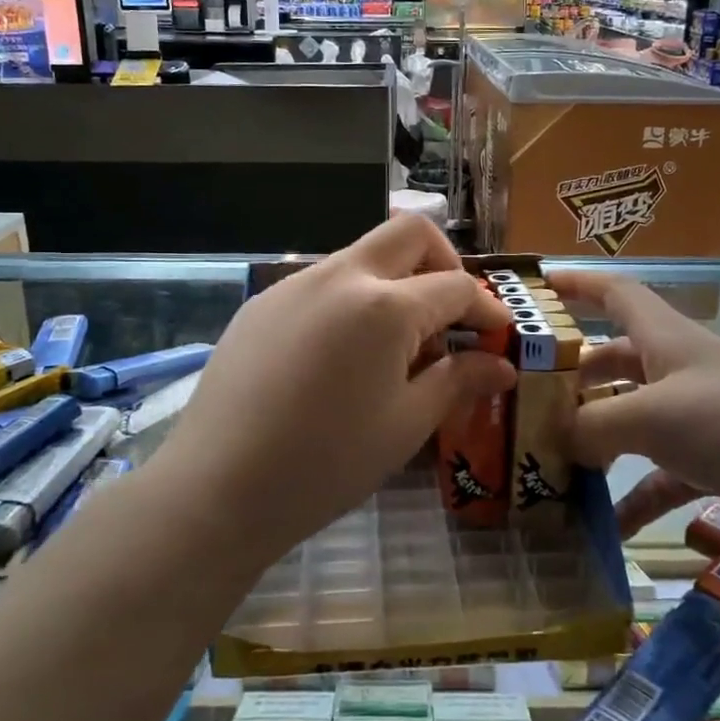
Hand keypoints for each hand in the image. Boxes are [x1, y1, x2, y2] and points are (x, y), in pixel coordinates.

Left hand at [158, 217, 515, 561]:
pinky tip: (341, 356)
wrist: (218, 487)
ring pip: (362, 256)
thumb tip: (501, 366)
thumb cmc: (326, 463)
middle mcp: (340, 276)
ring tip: (395, 347)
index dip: (486, 308)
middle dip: (444, 262)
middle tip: (452, 314)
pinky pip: (322, 283)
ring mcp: (295, 284)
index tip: (498, 336)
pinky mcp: (262, 303)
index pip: (455, 286)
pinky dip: (351, 301)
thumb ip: (458, 382)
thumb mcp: (406, 425)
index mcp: (385, 306)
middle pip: (409, 234)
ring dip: (394, 283)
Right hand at [555, 270, 719, 561]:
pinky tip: (607, 528)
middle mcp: (681, 370)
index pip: (615, 293)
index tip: (532, 292)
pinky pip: (660, 474)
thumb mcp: (659, 418)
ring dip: (596, 439)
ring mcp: (700, 418)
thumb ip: (597, 425)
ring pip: (632, 418)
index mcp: (668, 339)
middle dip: (572, 375)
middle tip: (526, 397)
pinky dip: (633, 495)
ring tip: (550, 461)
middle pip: (615, 359)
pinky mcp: (718, 463)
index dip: (575, 285)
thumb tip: (555, 437)